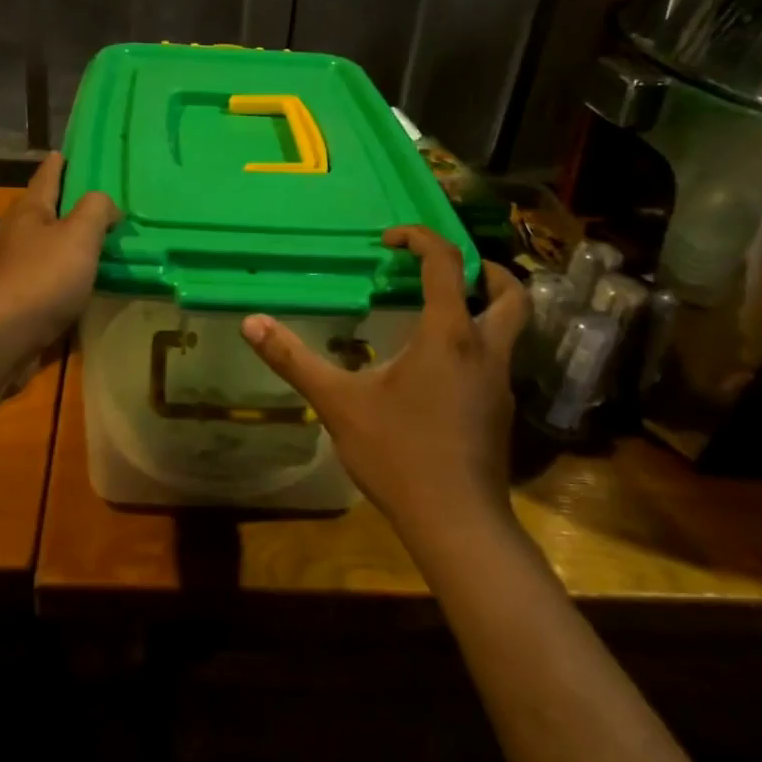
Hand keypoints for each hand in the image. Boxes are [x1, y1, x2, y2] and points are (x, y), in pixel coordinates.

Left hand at [0, 152, 118, 366]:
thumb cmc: (41, 279)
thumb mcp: (78, 235)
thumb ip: (96, 210)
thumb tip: (106, 203)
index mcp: (29, 211)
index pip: (47, 176)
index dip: (60, 163)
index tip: (69, 151)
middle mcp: (17, 235)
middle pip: (45, 211)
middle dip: (69, 204)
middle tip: (101, 200)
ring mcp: (14, 270)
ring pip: (48, 247)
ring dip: (70, 243)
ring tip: (101, 241)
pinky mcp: (18, 302)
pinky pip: (50, 279)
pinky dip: (68, 275)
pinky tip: (86, 282)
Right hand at [241, 226, 528, 545]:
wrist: (457, 523)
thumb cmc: (398, 454)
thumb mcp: (338, 403)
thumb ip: (294, 359)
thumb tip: (251, 322)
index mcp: (448, 334)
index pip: (446, 263)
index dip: (420, 238)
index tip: (390, 239)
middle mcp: (484, 350)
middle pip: (509, 293)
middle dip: (484, 270)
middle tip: (446, 270)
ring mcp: (500, 384)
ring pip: (509, 329)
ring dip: (483, 308)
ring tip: (438, 313)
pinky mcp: (501, 412)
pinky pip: (495, 361)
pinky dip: (474, 345)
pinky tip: (437, 371)